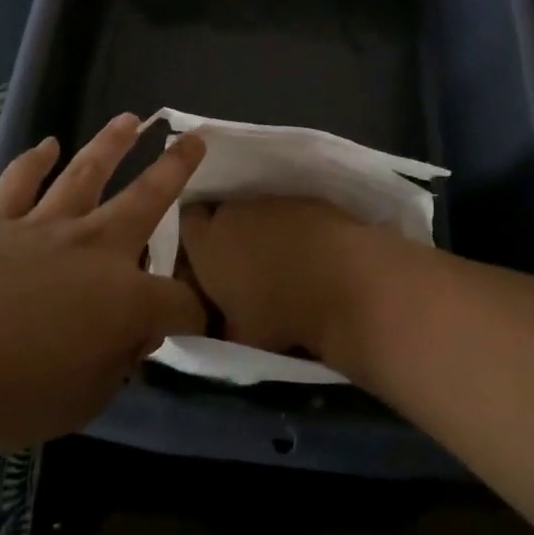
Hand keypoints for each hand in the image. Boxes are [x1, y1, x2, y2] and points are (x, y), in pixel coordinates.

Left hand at [0, 114, 206, 453]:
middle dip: (176, 169)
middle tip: (196, 139)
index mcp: (125, 299)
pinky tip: (46, 146)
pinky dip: (33, 162)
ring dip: (111, 145)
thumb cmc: (8, 395)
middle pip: (147, 200)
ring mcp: (43, 228)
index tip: (201, 323)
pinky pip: (19, 184)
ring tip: (131, 120)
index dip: (196, 314)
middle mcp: (94, 248)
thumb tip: (131, 338)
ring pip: (86, 175)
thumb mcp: (82, 403)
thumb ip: (115, 366)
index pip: (179, 303)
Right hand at [178, 197, 389, 371]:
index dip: (194, 240)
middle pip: (222, 214)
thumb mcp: (239, 335)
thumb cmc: (282, 315)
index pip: (186, 224)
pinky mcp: (309, 199)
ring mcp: (274, 201)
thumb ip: (221, 323)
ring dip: (263, 230)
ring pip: (257, 212)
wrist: (347, 283)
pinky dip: (295, 229)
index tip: (204, 262)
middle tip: (241, 265)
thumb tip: (221, 321)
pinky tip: (311, 254)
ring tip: (281, 262)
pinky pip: (290, 213)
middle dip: (228, 234)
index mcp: (207, 242)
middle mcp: (234, 211)